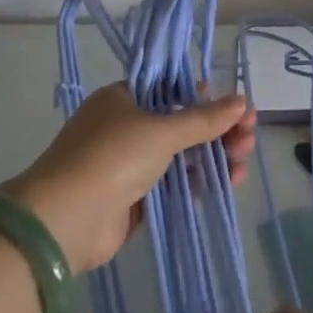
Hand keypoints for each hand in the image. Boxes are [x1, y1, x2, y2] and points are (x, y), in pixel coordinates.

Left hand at [4, 83, 254, 272]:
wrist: (64, 222)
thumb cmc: (111, 157)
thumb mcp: (161, 131)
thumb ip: (203, 119)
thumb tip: (242, 100)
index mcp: (123, 99)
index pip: (172, 90)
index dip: (207, 98)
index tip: (237, 107)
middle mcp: (125, 127)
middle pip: (182, 123)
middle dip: (218, 130)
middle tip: (249, 138)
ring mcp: (129, 164)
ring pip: (181, 155)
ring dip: (214, 157)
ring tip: (242, 163)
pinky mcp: (134, 199)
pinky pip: (174, 185)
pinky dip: (200, 182)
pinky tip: (227, 183)